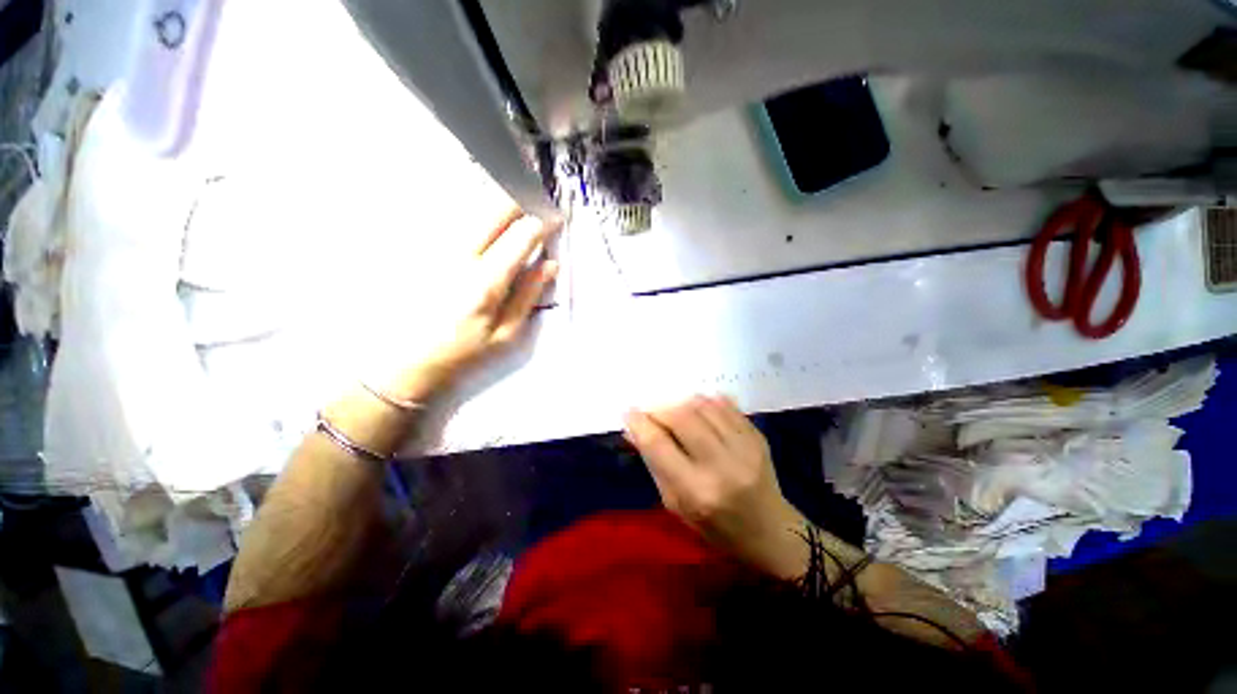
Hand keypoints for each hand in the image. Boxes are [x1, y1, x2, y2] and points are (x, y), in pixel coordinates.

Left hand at [384, 208, 559, 401]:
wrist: (404, 359)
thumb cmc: (462, 350)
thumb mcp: (506, 333)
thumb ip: (529, 295)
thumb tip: (550, 264)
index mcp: (485, 282)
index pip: (520, 237)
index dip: (542, 223)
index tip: (555, 218)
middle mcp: (459, 256)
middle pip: (494, 209)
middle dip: (520, 200)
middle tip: (535, 203)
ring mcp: (436, 247)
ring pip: (472, 206)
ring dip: (499, 201)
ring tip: (515, 205)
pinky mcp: (421, 246)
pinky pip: (453, 216)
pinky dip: (475, 211)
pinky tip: (485, 218)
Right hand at [624, 395, 807, 577]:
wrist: (771, 531)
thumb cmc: (716, 527)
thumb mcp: (676, 504)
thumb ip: (654, 464)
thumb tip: (634, 431)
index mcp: (696, 491)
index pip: (659, 445)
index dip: (640, 423)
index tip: (629, 412)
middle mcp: (721, 465)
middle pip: (682, 417)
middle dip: (660, 408)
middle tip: (652, 410)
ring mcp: (744, 447)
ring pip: (703, 405)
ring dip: (682, 402)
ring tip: (674, 410)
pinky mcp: (758, 436)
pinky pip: (726, 405)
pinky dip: (706, 401)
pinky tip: (699, 410)